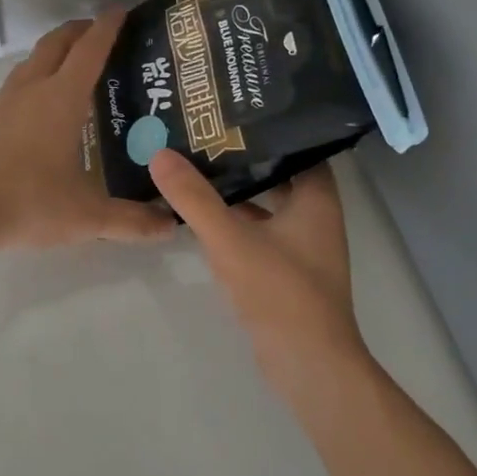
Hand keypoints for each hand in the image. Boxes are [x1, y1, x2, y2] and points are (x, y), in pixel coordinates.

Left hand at [0, 10, 176, 253]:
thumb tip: (170, 226)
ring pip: (30, 64)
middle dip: (77, 31)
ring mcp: (0, 103)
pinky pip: (12, 89)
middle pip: (55, 44)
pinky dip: (31, 83)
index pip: (89, 51)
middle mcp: (30, 90)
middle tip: (96, 31)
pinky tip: (34, 112)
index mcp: (61, 100)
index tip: (119, 10)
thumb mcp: (86, 217)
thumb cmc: (28, 203)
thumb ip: (131, 221)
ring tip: (69, 70)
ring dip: (51, 55)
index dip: (107, 27)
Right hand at [148, 150, 367, 392]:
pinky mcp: (286, 270)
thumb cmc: (280, 292)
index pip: (298, 145)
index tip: (231, 109)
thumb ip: (194, 197)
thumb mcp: (230, 239)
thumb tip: (159, 153)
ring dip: (238, 187)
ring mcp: (302, 245)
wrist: (308, 366)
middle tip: (203, 132)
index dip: (269, 126)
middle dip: (244, 154)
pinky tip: (203, 214)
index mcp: (316, 199)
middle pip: (279, 172)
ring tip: (196, 164)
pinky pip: (259, 229)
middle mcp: (315, 216)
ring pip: (267, 202)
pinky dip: (236, 219)